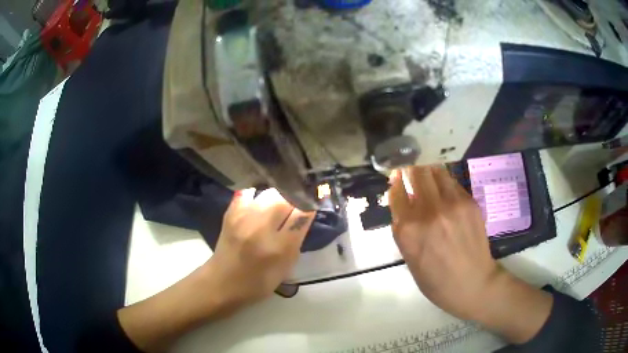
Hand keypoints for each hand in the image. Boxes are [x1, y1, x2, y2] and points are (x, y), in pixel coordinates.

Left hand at [118, 188, 314, 352]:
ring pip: (269, 192)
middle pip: (286, 197)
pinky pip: (248, 193)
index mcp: (278, 247)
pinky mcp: (230, 214)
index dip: (310, 206)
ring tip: (278, 208)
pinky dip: (257, 197)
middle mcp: (261, 228)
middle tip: (296, 207)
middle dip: (296, 199)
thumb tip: (304, 216)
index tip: (314, 204)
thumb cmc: (257, 283)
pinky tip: (258, 206)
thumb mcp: (285, 269)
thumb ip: (296, 241)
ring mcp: (243, 218)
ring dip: (278, 197)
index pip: (302, 214)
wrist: (222, 283)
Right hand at [389, 166, 552, 343]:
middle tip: (411, 172)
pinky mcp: (469, 202)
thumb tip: (404, 202)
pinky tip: (445, 190)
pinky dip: (444, 182)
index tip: (395, 177)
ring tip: (428, 176)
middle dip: (410, 170)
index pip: (396, 192)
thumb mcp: (409, 259)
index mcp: (408, 230)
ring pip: (435, 171)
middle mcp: (428, 211)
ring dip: (428, 171)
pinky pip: (451, 182)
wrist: (473, 284)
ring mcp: (451, 204)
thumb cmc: (436, 281)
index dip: (394, 182)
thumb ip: (404, 229)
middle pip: (415, 173)